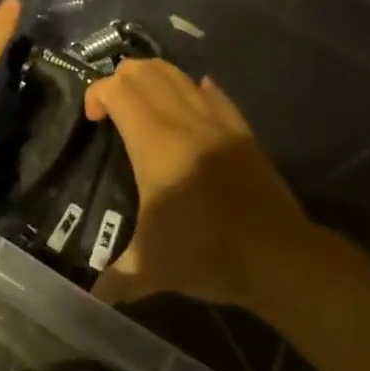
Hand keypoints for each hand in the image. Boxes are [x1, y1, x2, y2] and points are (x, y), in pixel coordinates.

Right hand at [84, 59, 319, 309]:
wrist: (278, 257)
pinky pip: (214, 94)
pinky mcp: (242, 130)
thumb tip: (91, 299)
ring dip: (154, 77)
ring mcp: (216, 121)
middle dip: (121, 79)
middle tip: (113, 108)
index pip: (116, 89)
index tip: (93, 119)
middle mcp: (182, 120)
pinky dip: (194, 89)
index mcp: (153, 142)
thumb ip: (116, 278)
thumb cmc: (206, 253)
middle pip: (145, 71)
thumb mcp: (151, 269)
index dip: (96, 93)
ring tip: (145, 104)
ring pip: (178, 75)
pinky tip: (192, 99)